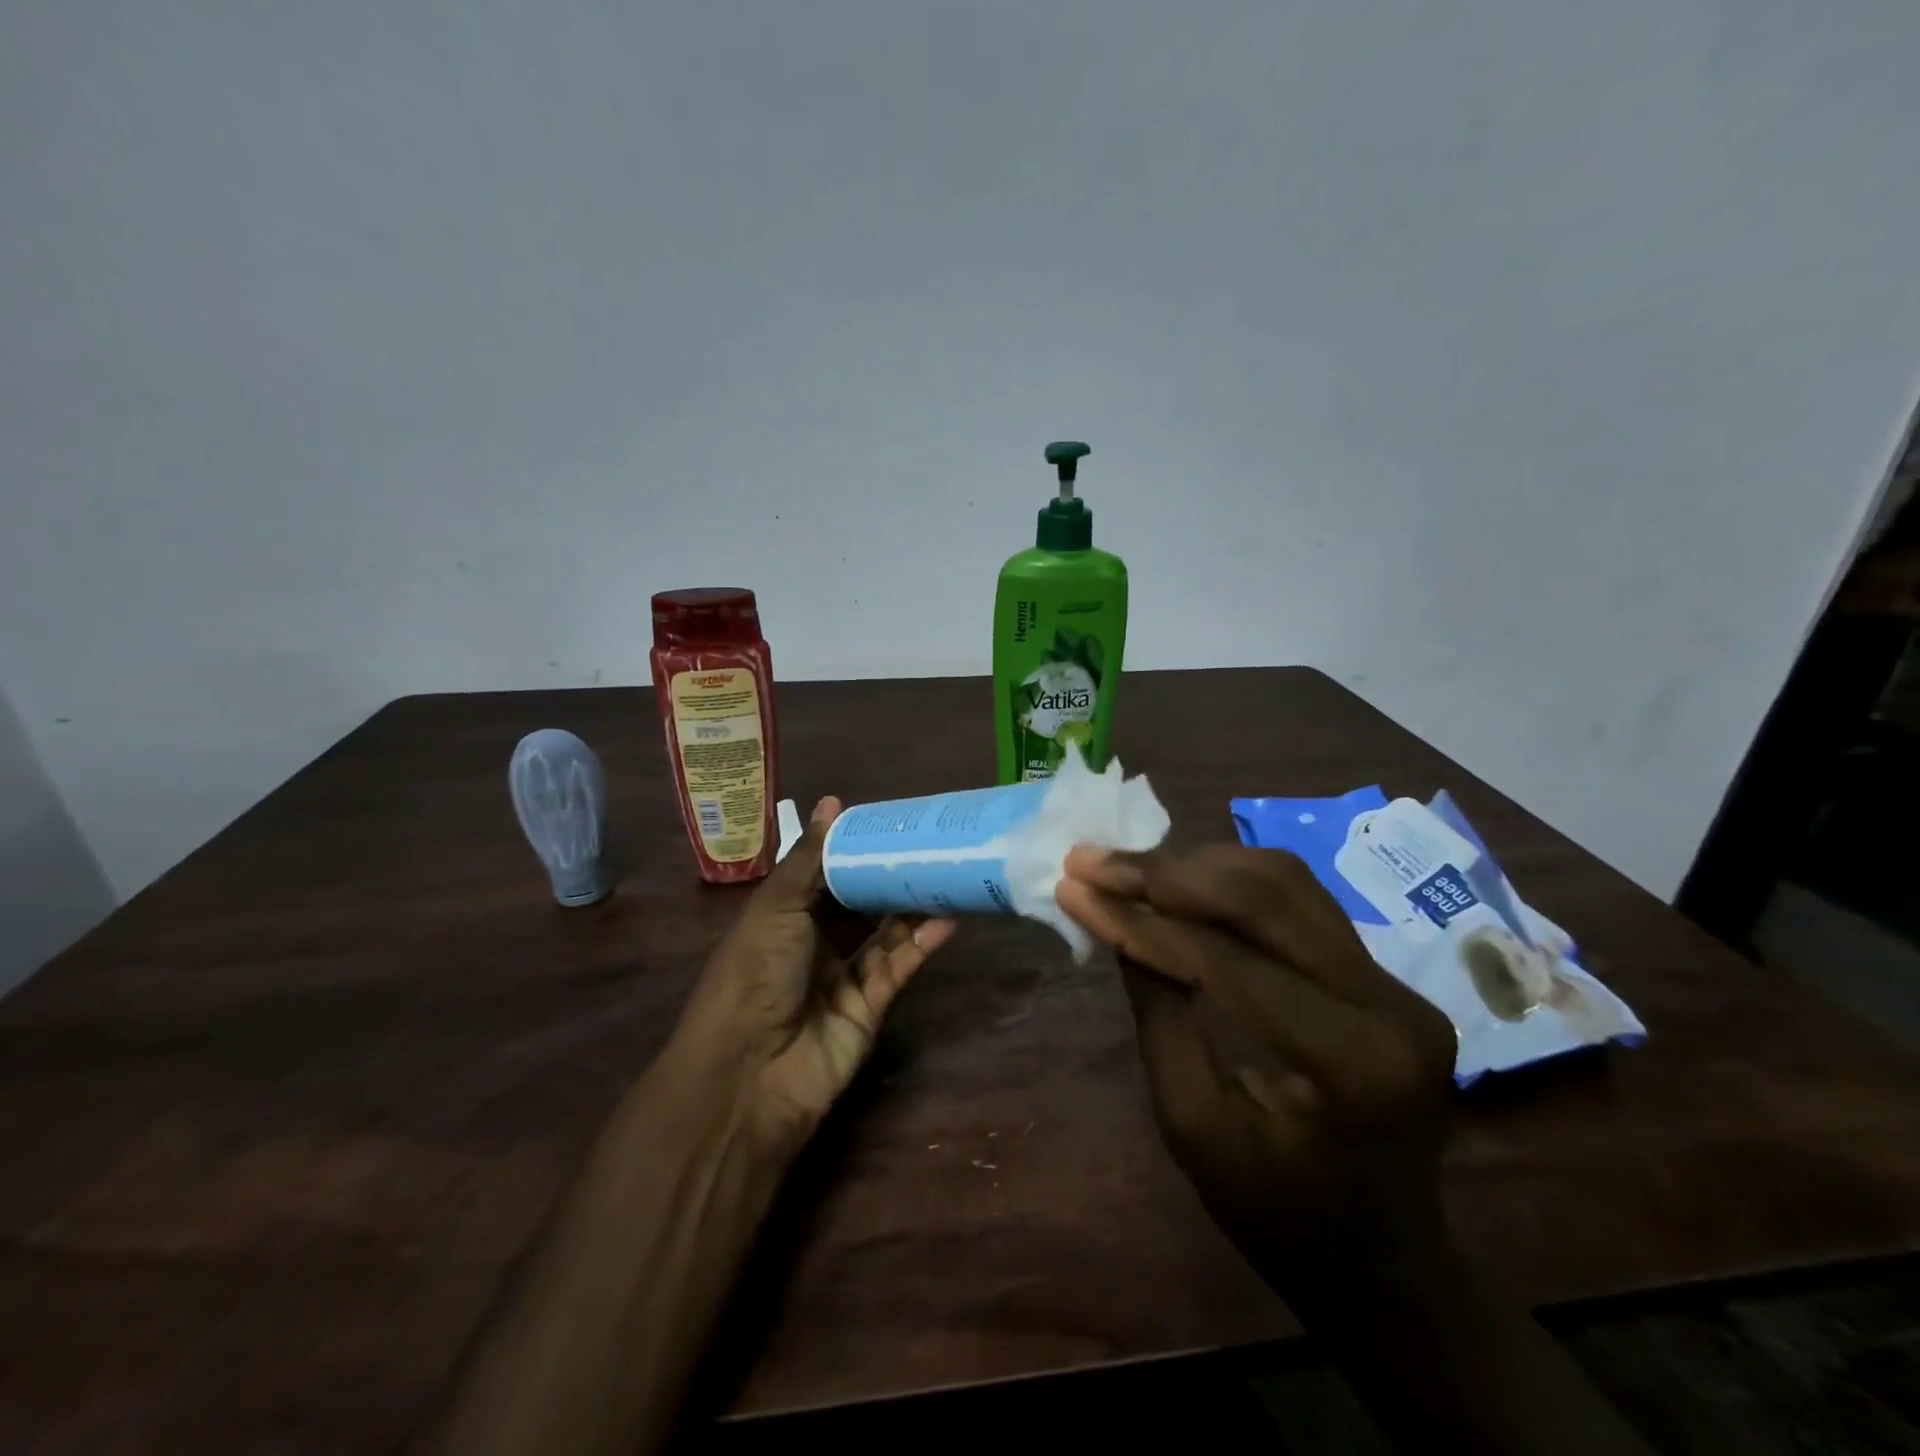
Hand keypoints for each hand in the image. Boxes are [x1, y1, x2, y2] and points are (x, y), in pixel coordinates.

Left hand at [674, 798, 956, 1149]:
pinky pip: (898, 967)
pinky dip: (922, 943)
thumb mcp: (777, 906)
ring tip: (949, 873)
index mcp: (783, 915)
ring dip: (913, 906)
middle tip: (931, 843)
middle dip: (890, 874)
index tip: (891, 821)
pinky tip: (948, 918)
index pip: (825, 873)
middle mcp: (813, 943)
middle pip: (859, 902)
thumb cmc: (754, 973)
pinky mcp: (870, 1008)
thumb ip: (810, 857)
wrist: (748, 1073)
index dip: (854, 848)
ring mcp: (842, 977)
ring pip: (885, 933)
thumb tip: (832, 802)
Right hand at [1055, 842, 1458, 1292]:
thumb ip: (1158, 1015)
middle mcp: (1391, 1006)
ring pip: (1287, 882)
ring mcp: (1399, 985)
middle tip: (1092, 861)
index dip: (1143, 920)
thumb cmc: (1278, 1217)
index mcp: (1350, 1064)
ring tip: (1126, 866)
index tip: (1074, 889)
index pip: (1228, 961)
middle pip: (1268, 896)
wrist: (1385, 1266)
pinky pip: (1300, 903)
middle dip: (1168, 871)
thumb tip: (1117, 922)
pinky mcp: (1388, 976)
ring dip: (1197, 864)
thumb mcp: (1194, 1128)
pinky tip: (1178, 880)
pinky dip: (1229, 882)